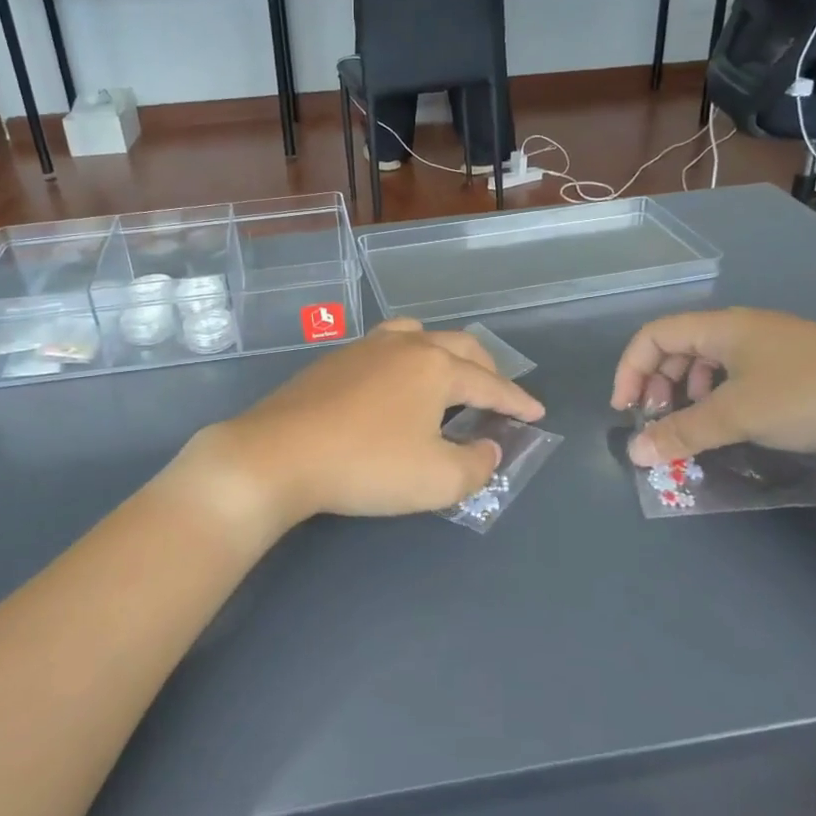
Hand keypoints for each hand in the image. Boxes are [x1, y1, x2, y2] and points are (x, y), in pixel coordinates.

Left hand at [191, 319, 544, 532]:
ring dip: (445, 354)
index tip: (536, 413)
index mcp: (436, 367)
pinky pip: (386, 347)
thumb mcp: (437, 480)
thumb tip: (488, 449)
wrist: (278, 454)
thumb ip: (476, 466)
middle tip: (498, 395)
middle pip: (459, 347)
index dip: (517, 402)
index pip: (491, 384)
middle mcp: (405, 345)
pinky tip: (396, 384)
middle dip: (486, 370)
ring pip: (419, 335)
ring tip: (449, 377)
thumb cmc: (366, 466)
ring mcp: (366, 347)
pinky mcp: (335, 359)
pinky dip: (409, 359)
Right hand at [609, 309, 815, 467]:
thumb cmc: (810, 395)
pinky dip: (718, 398)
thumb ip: (682, 433)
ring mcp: (771, 347)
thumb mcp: (738, 415)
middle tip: (656, 422)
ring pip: (708, 363)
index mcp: (722, 327)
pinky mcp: (795, 367)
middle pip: (678, 347)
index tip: (627, 412)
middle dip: (657, 384)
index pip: (653, 336)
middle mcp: (742, 328)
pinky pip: (736, 376)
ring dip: (687, 393)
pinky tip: (731, 423)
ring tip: (691, 425)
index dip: (630, 370)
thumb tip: (633, 453)